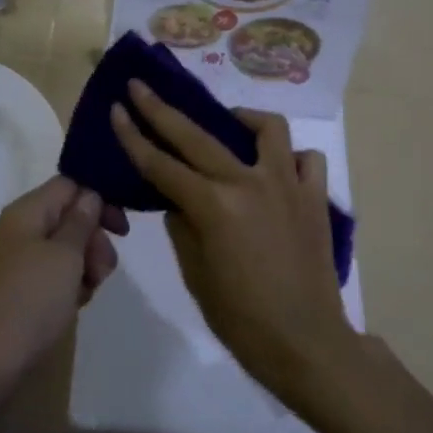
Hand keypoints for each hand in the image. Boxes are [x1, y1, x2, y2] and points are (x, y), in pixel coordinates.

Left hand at [0, 177, 122, 409]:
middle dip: (91, 240)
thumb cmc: (26, 306)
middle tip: (104, 273)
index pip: (67, 185)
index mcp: (21, 213)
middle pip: (61, 218)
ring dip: (78, 267)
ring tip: (85, 297)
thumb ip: (80, 222)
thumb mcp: (64, 259)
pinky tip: (66, 310)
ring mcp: (0, 264)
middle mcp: (8, 231)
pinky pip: (39, 277)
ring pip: (53, 251)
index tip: (121, 231)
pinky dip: (58, 287)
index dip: (98, 199)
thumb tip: (88, 195)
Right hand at [111, 80, 353, 405]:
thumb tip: (180, 200)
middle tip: (141, 88)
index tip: (117, 109)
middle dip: (161, 108)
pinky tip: (277, 169)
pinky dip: (290, 158)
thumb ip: (183, 227)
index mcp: (213, 206)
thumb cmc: (243, 320)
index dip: (133, 136)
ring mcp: (286, 185)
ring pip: (266, 128)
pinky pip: (307, 160)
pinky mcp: (316, 197)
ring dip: (242, 119)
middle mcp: (248, 183)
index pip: (160, 164)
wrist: (307, 345)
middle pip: (196, 135)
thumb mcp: (196, 276)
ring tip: (230, 123)